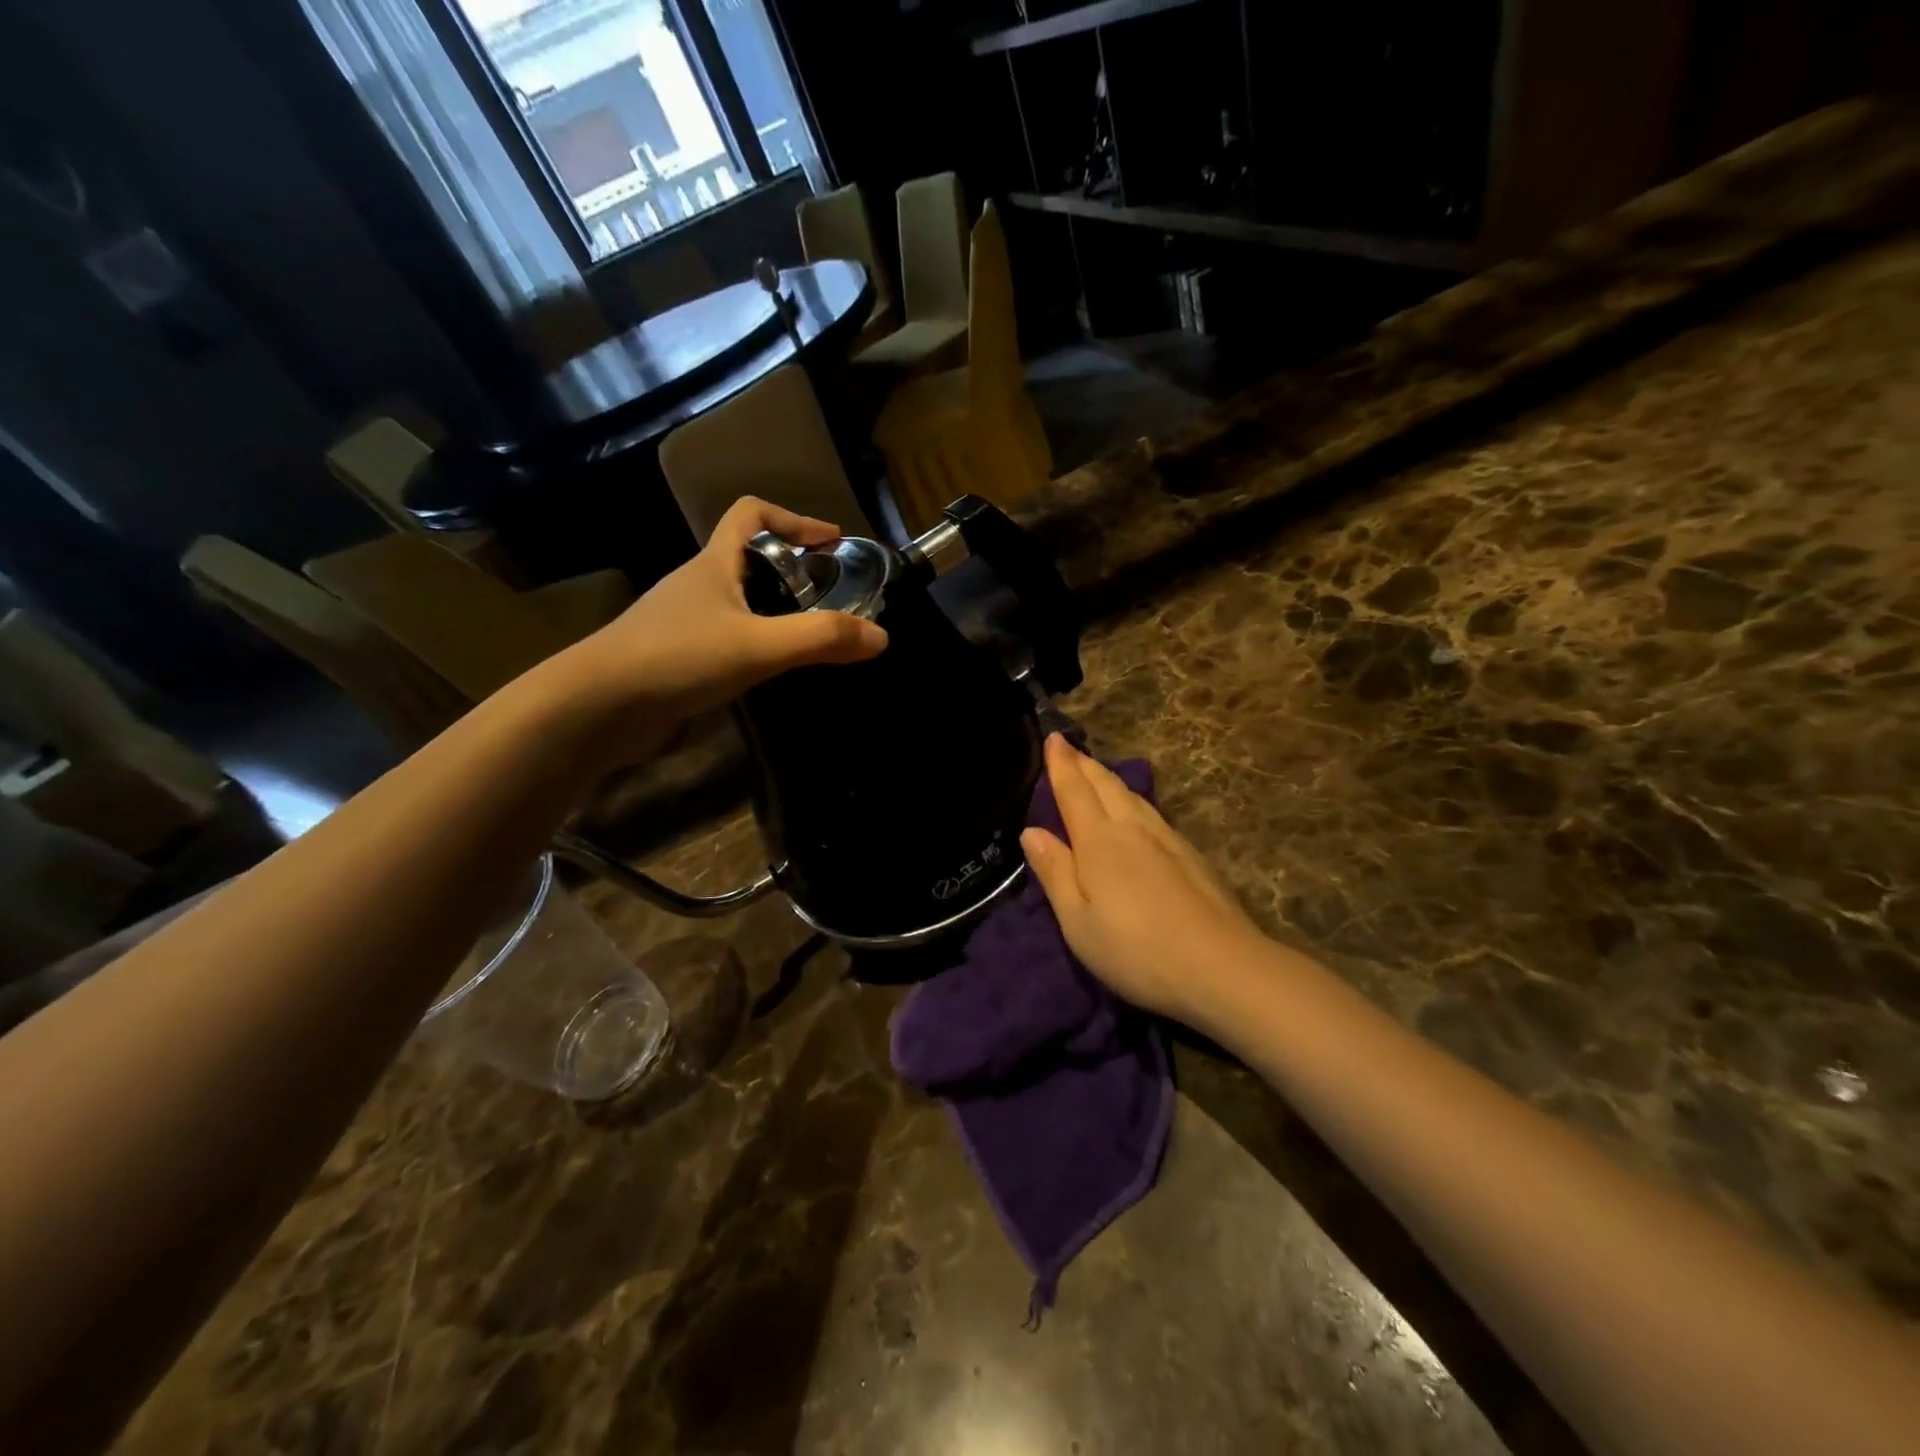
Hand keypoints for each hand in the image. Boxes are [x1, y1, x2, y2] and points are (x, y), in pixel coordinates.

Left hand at [556, 497, 887, 736]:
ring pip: (736, 600)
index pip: (750, 512)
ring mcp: (681, 620)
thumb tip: (881, 636)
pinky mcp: (674, 655)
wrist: (597, 706)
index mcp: (713, 563)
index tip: (830, 542)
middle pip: (746, 557)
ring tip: (807, 637)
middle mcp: (696, 584)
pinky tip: (768, 671)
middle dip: (790, 569)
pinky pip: (724, 636)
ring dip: (772, 609)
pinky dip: (752, 642)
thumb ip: (820, 639)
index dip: (793, 519)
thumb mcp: (759, 646)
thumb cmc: (677, 658)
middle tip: (828, 597)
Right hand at [1022, 734, 1270, 1027]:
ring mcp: (1167, 839)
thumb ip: (1054, 871)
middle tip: (1068, 748)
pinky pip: (1151, 811)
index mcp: (1099, 840)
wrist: (1222, 967)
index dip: (1061, 763)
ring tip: (1095, 771)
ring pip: (1132, 795)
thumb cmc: (1136, 950)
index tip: (1053, 737)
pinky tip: (1136, 810)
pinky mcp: (1191, 855)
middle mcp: (1133, 828)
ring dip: (1108, 777)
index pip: (1074, 790)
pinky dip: (1132, 798)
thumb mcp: (1078, 921)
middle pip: (1105, 784)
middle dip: (1084, 763)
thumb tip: (1030, 831)